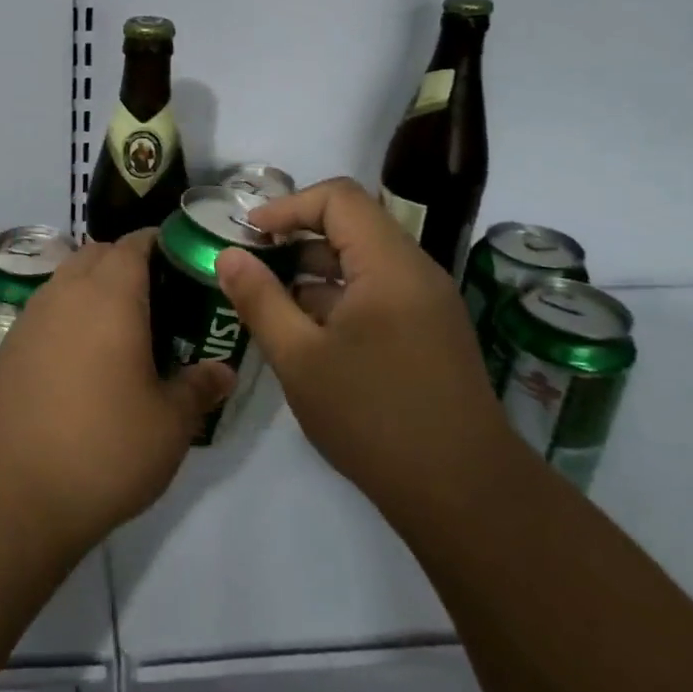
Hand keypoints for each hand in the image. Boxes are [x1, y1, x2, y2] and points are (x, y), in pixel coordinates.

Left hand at [0, 229, 233, 549]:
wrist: (16, 494)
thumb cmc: (106, 449)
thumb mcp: (170, 423)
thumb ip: (199, 388)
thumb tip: (223, 371)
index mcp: (108, 297)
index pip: (133, 244)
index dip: (158, 243)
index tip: (182, 262)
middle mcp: (64, 294)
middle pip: (96, 254)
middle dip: (126, 262)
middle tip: (158, 298)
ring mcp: (30, 319)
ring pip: (66, 280)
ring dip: (93, 287)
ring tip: (122, 328)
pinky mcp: (8, 348)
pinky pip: (45, 311)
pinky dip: (68, 315)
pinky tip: (83, 358)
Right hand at [213, 177, 506, 508]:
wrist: (463, 492)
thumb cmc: (373, 417)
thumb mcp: (299, 358)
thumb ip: (260, 299)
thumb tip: (229, 256)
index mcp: (388, 265)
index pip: (338, 198)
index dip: (288, 206)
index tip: (249, 234)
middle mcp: (415, 271)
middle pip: (352, 225)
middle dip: (297, 238)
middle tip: (253, 265)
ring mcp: (427, 302)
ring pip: (364, 261)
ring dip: (315, 270)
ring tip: (271, 302)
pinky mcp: (430, 331)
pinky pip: (378, 291)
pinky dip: (338, 297)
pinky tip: (308, 334)